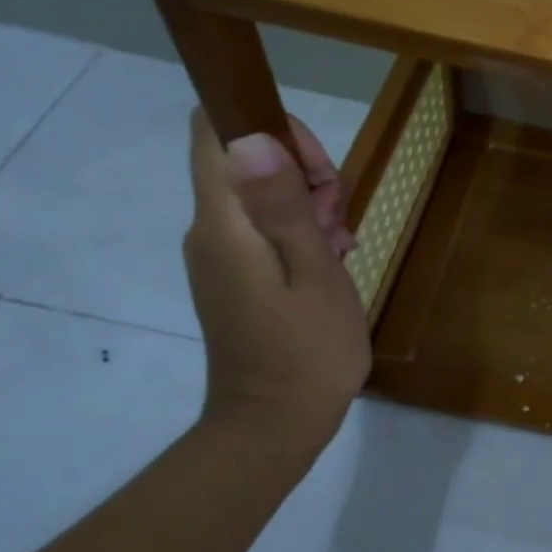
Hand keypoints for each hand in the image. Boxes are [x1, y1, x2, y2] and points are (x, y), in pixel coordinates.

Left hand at [184, 110, 370, 457]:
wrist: (275, 425)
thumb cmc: (307, 349)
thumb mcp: (313, 272)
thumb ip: (284, 205)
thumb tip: (252, 138)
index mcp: (224, 222)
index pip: (215, 131)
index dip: (267, 125)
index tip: (315, 165)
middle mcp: (210, 229)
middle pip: (245, 158)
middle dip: (303, 171)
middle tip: (337, 217)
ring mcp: (220, 253)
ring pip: (262, 193)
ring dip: (309, 204)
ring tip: (340, 245)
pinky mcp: (234, 275)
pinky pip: (265, 227)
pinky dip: (302, 230)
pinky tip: (333, 258)